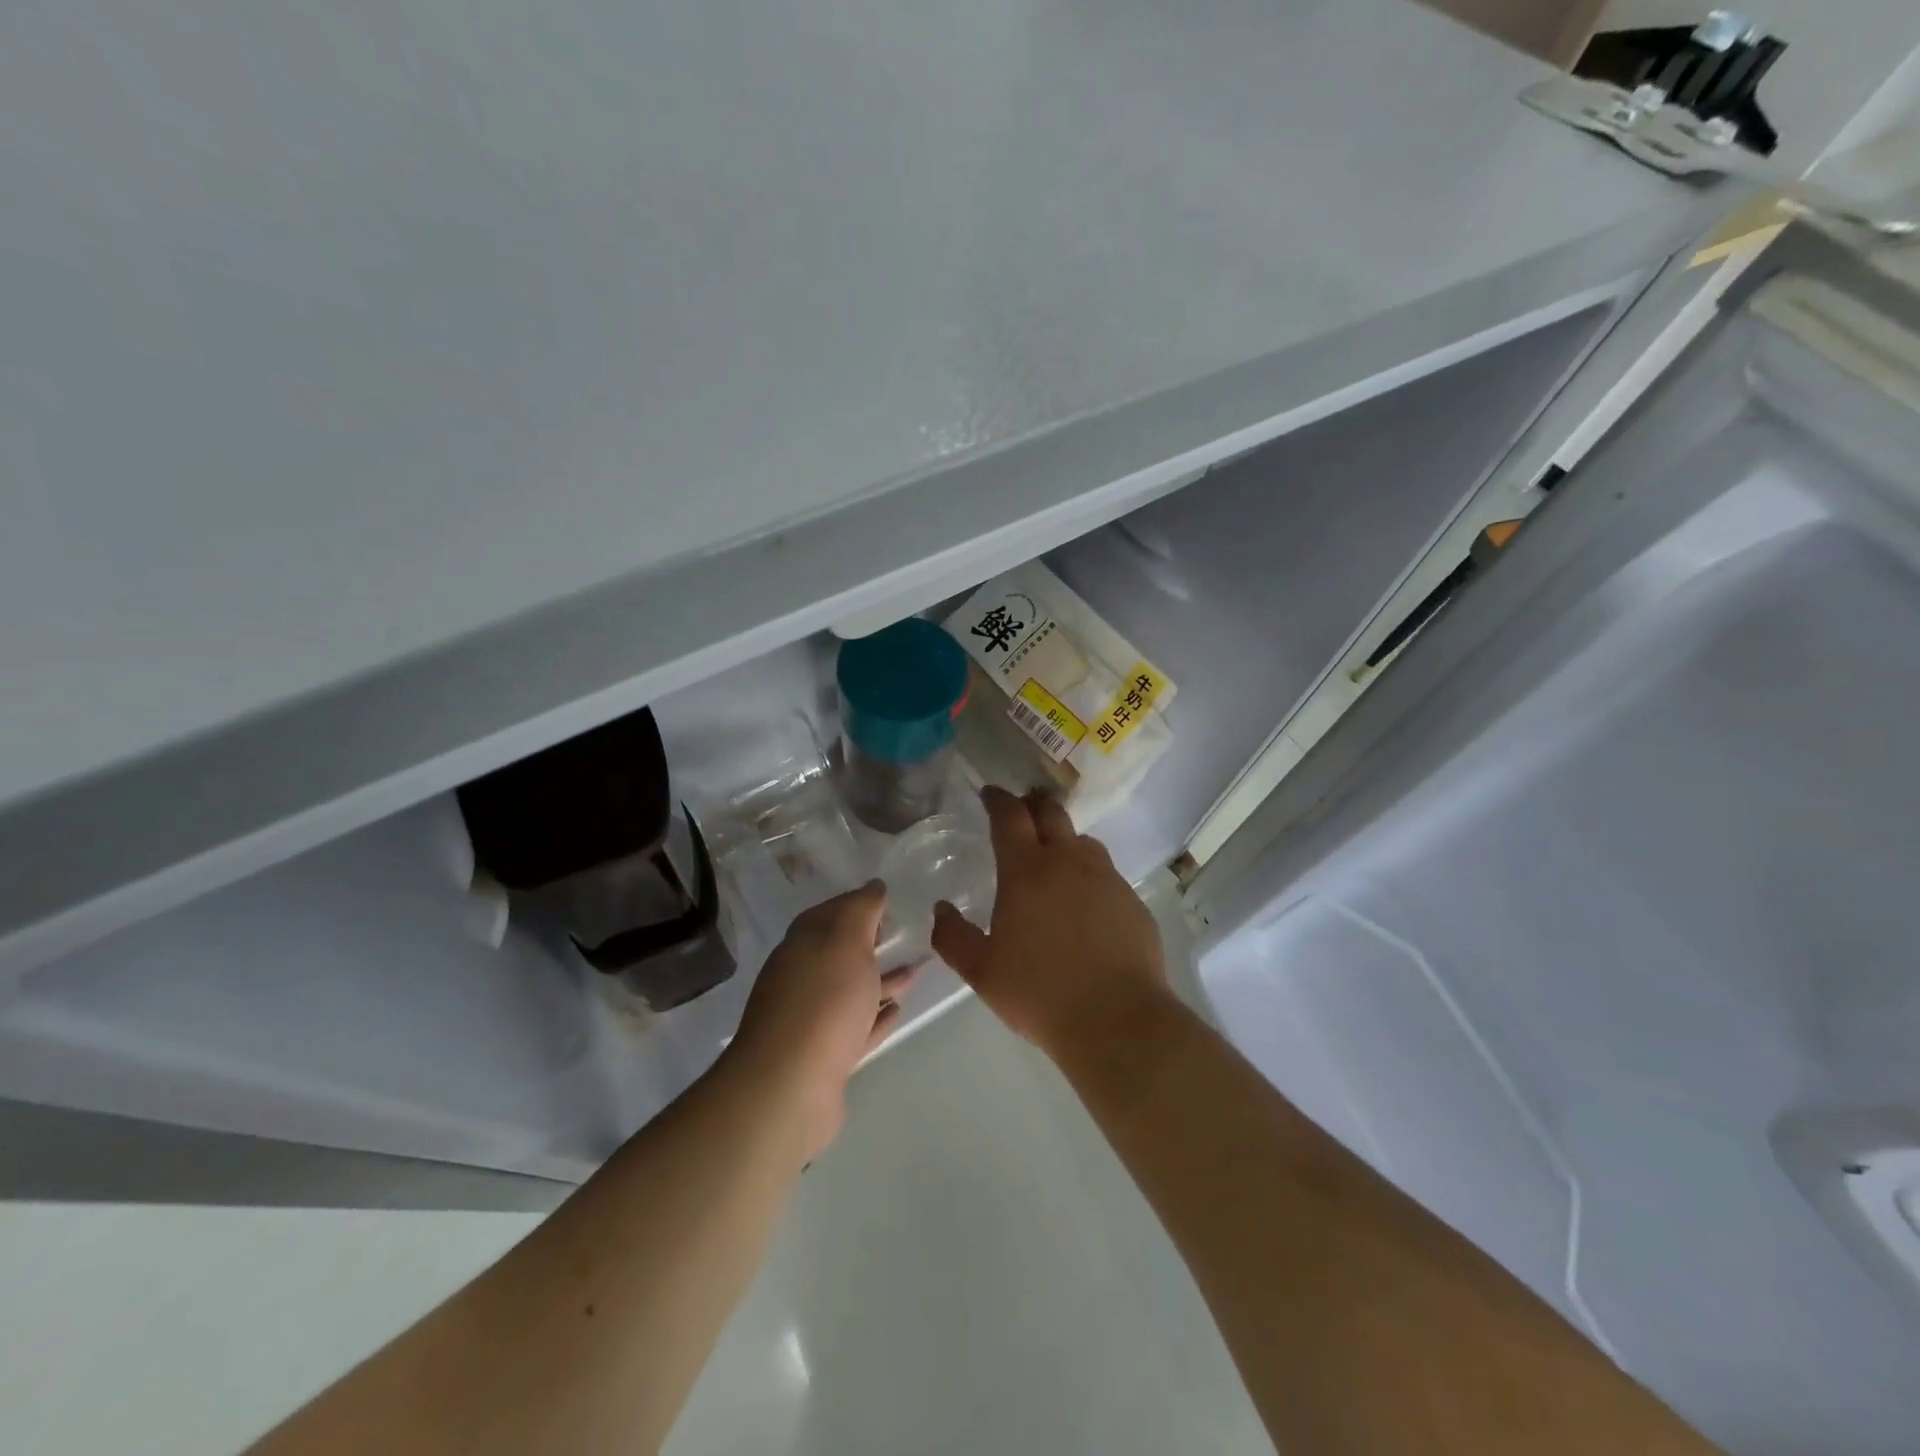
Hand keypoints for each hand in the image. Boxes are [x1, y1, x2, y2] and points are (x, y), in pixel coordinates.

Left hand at [727, 881, 914, 1157]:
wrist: (789, 1085)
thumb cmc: (824, 1000)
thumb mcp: (846, 939)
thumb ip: (861, 909)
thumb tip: (873, 886)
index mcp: (803, 944)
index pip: (831, 912)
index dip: (858, 904)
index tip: (887, 900)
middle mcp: (802, 977)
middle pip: (839, 952)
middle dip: (868, 941)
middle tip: (900, 932)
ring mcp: (811, 1019)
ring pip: (850, 990)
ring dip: (880, 980)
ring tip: (914, 973)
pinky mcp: (824, 1056)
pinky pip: (855, 1027)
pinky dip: (874, 1017)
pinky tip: (895, 1011)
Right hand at [931, 787, 1169, 1062]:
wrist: (1117, 1019)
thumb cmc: (1039, 992)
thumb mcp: (982, 971)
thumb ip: (953, 937)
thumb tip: (940, 909)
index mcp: (1026, 871)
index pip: (1009, 816)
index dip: (997, 799)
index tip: (989, 793)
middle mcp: (1068, 861)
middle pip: (1051, 813)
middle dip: (1033, 803)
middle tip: (1023, 806)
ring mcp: (1106, 878)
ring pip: (1082, 841)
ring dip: (1064, 837)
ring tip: (1054, 854)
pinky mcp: (1131, 900)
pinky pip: (1106, 873)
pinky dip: (1089, 873)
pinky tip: (1085, 901)